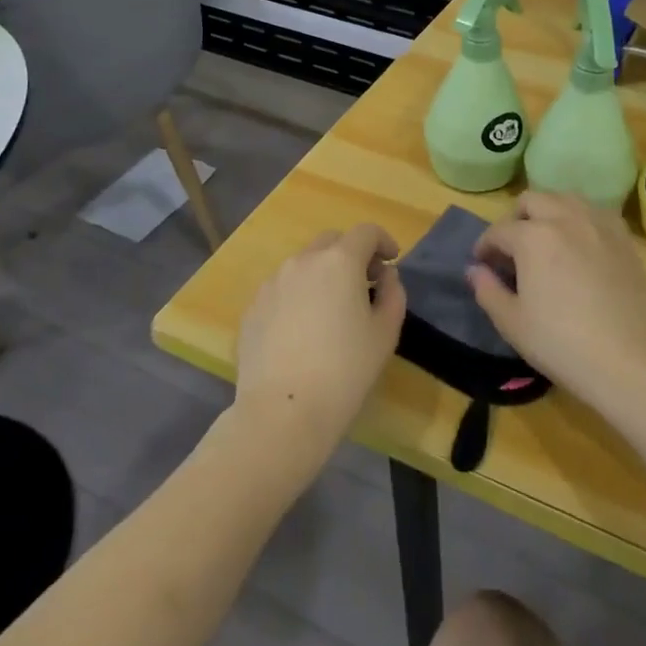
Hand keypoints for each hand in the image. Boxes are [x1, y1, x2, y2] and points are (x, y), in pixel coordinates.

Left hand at [234, 225, 406, 463]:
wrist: (282, 413)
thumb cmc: (345, 371)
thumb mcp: (385, 333)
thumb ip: (392, 294)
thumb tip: (385, 275)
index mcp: (339, 262)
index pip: (366, 232)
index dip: (383, 241)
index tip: (391, 262)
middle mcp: (302, 261)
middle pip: (331, 241)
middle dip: (352, 254)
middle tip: (365, 284)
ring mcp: (272, 283)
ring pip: (304, 264)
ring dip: (323, 274)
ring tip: (331, 310)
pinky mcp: (253, 307)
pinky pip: (282, 289)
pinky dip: (298, 296)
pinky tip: (303, 331)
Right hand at [467, 193, 645, 414]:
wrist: (632, 361)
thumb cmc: (563, 344)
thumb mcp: (513, 323)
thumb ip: (487, 290)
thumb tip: (474, 270)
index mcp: (533, 236)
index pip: (499, 231)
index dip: (485, 246)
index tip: (482, 264)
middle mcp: (565, 218)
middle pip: (532, 200)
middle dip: (515, 219)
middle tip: (512, 250)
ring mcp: (599, 224)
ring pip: (565, 199)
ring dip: (548, 212)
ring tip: (545, 241)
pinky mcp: (624, 238)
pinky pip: (595, 213)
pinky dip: (579, 220)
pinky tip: (579, 246)